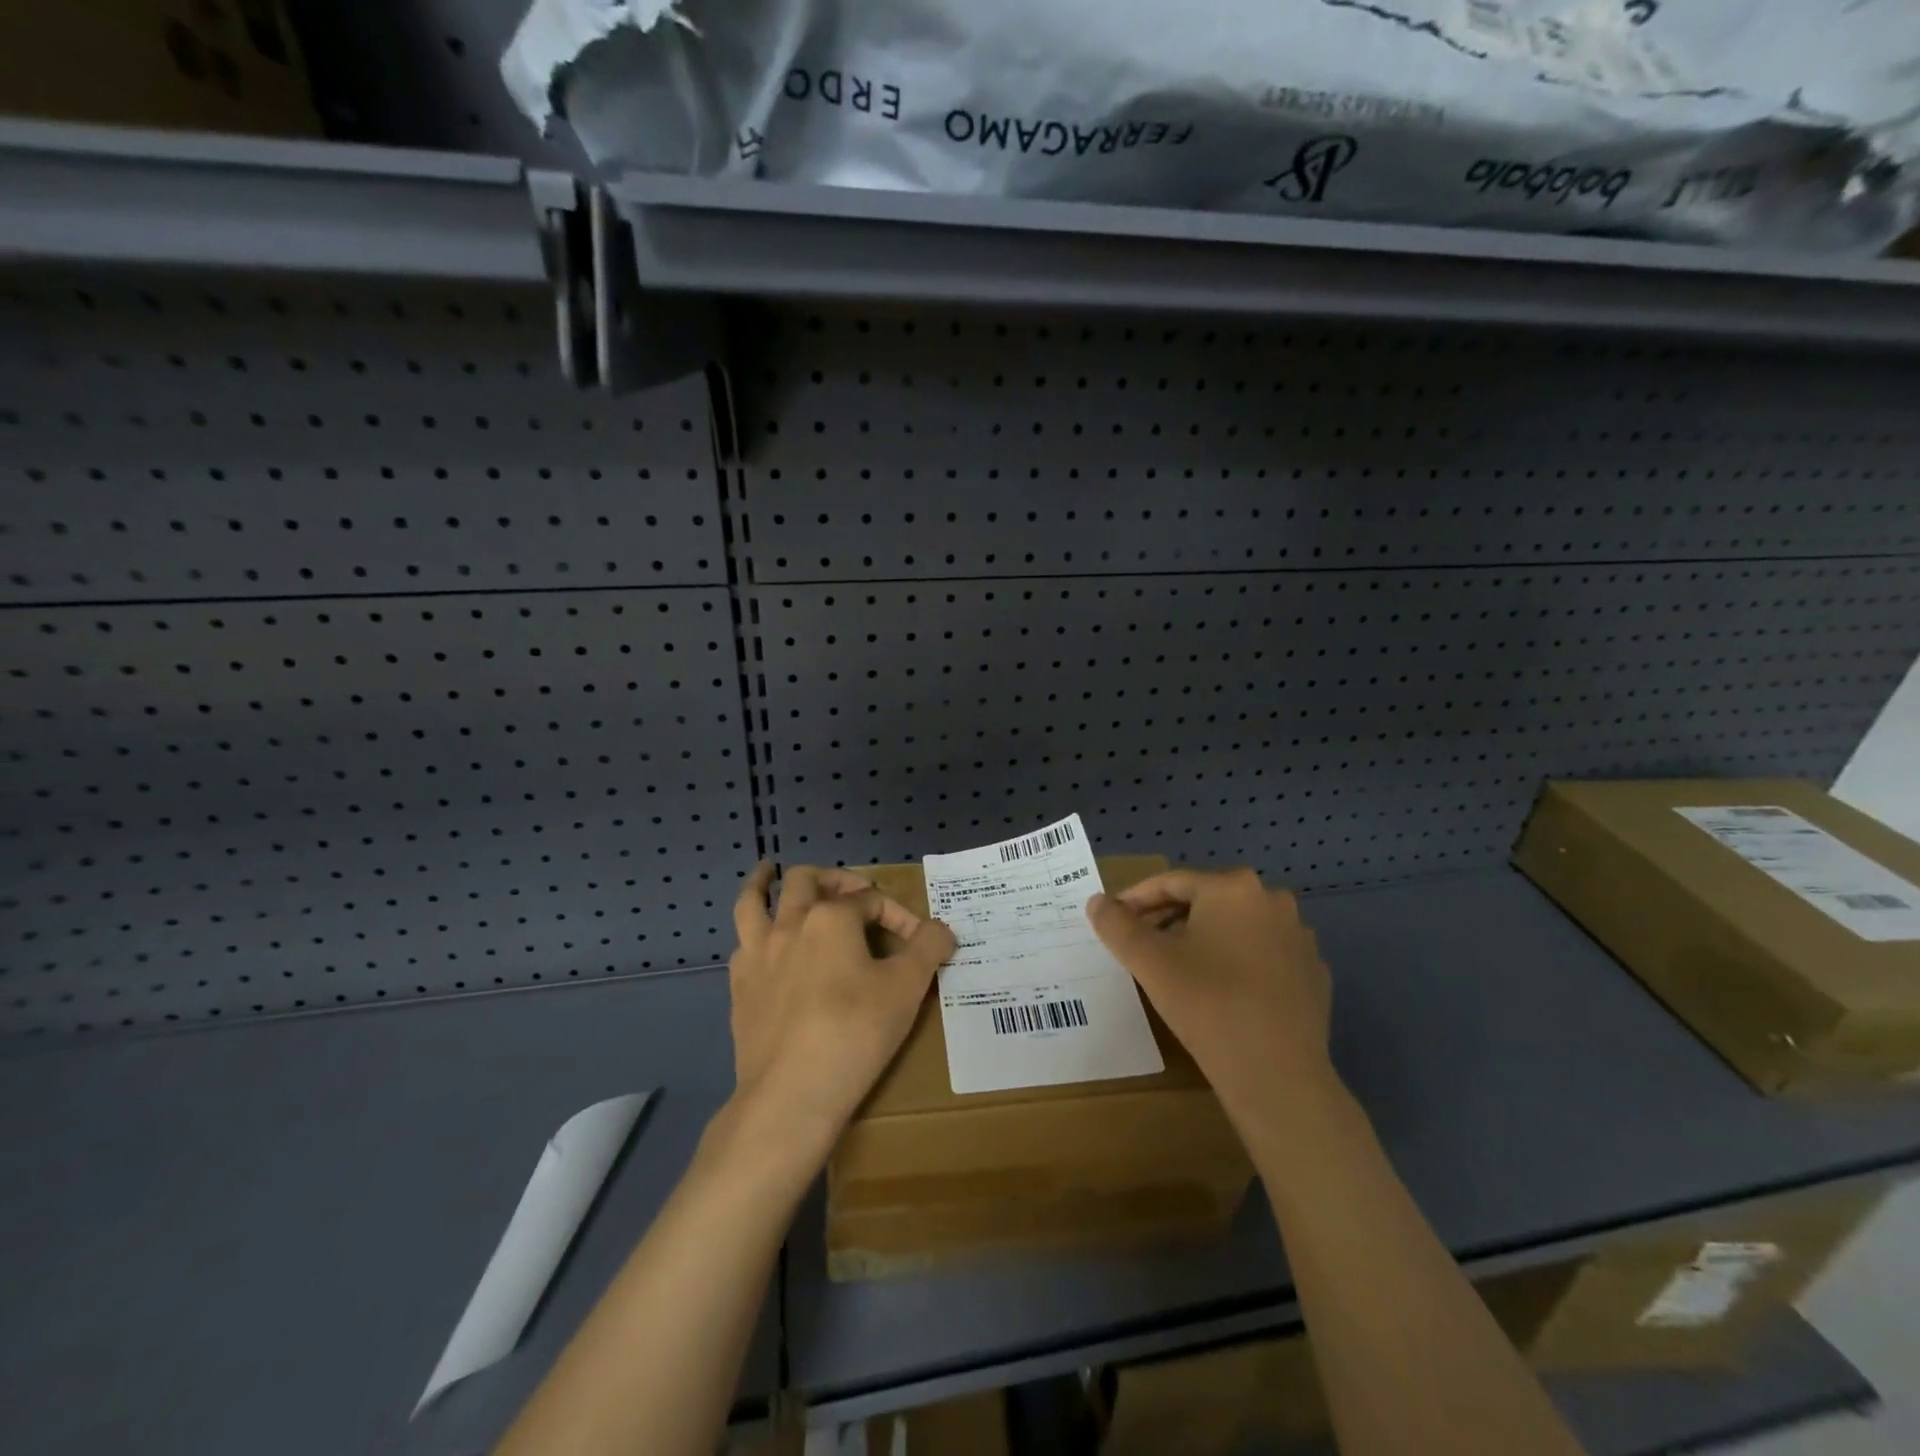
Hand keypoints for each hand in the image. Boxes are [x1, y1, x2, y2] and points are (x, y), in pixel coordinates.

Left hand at [728, 863, 956, 1147]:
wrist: (791, 1093)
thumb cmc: (855, 1032)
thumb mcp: (907, 987)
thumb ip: (928, 948)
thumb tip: (943, 930)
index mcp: (831, 917)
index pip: (871, 900)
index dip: (899, 914)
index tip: (920, 942)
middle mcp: (789, 924)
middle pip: (806, 880)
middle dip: (833, 878)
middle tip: (851, 889)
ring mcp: (757, 954)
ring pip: (752, 902)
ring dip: (762, 883)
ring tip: (767, 872)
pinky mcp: (739, 987)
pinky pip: (742, 944)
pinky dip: (754, 933)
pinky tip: (762, 944)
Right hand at [1086, 868, 1333, 1125]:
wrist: (1277, 1075)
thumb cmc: (1207, 1004)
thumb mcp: (1149, 961)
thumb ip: (1116, 925)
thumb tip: (1098, 902)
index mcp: (1233, 887)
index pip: (1171, 882)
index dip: (1135, 899)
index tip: (1112, 919)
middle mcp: (1272, 900)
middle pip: (1205, 900)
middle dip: (1167, 918)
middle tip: (1139, 943)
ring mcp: (1298, 937)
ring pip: (1235, 927)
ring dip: (1201, 938)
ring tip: (1175, 967)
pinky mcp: (1312, 973)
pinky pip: (1262, 954)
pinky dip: (1235, 962)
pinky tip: (1219, 990)